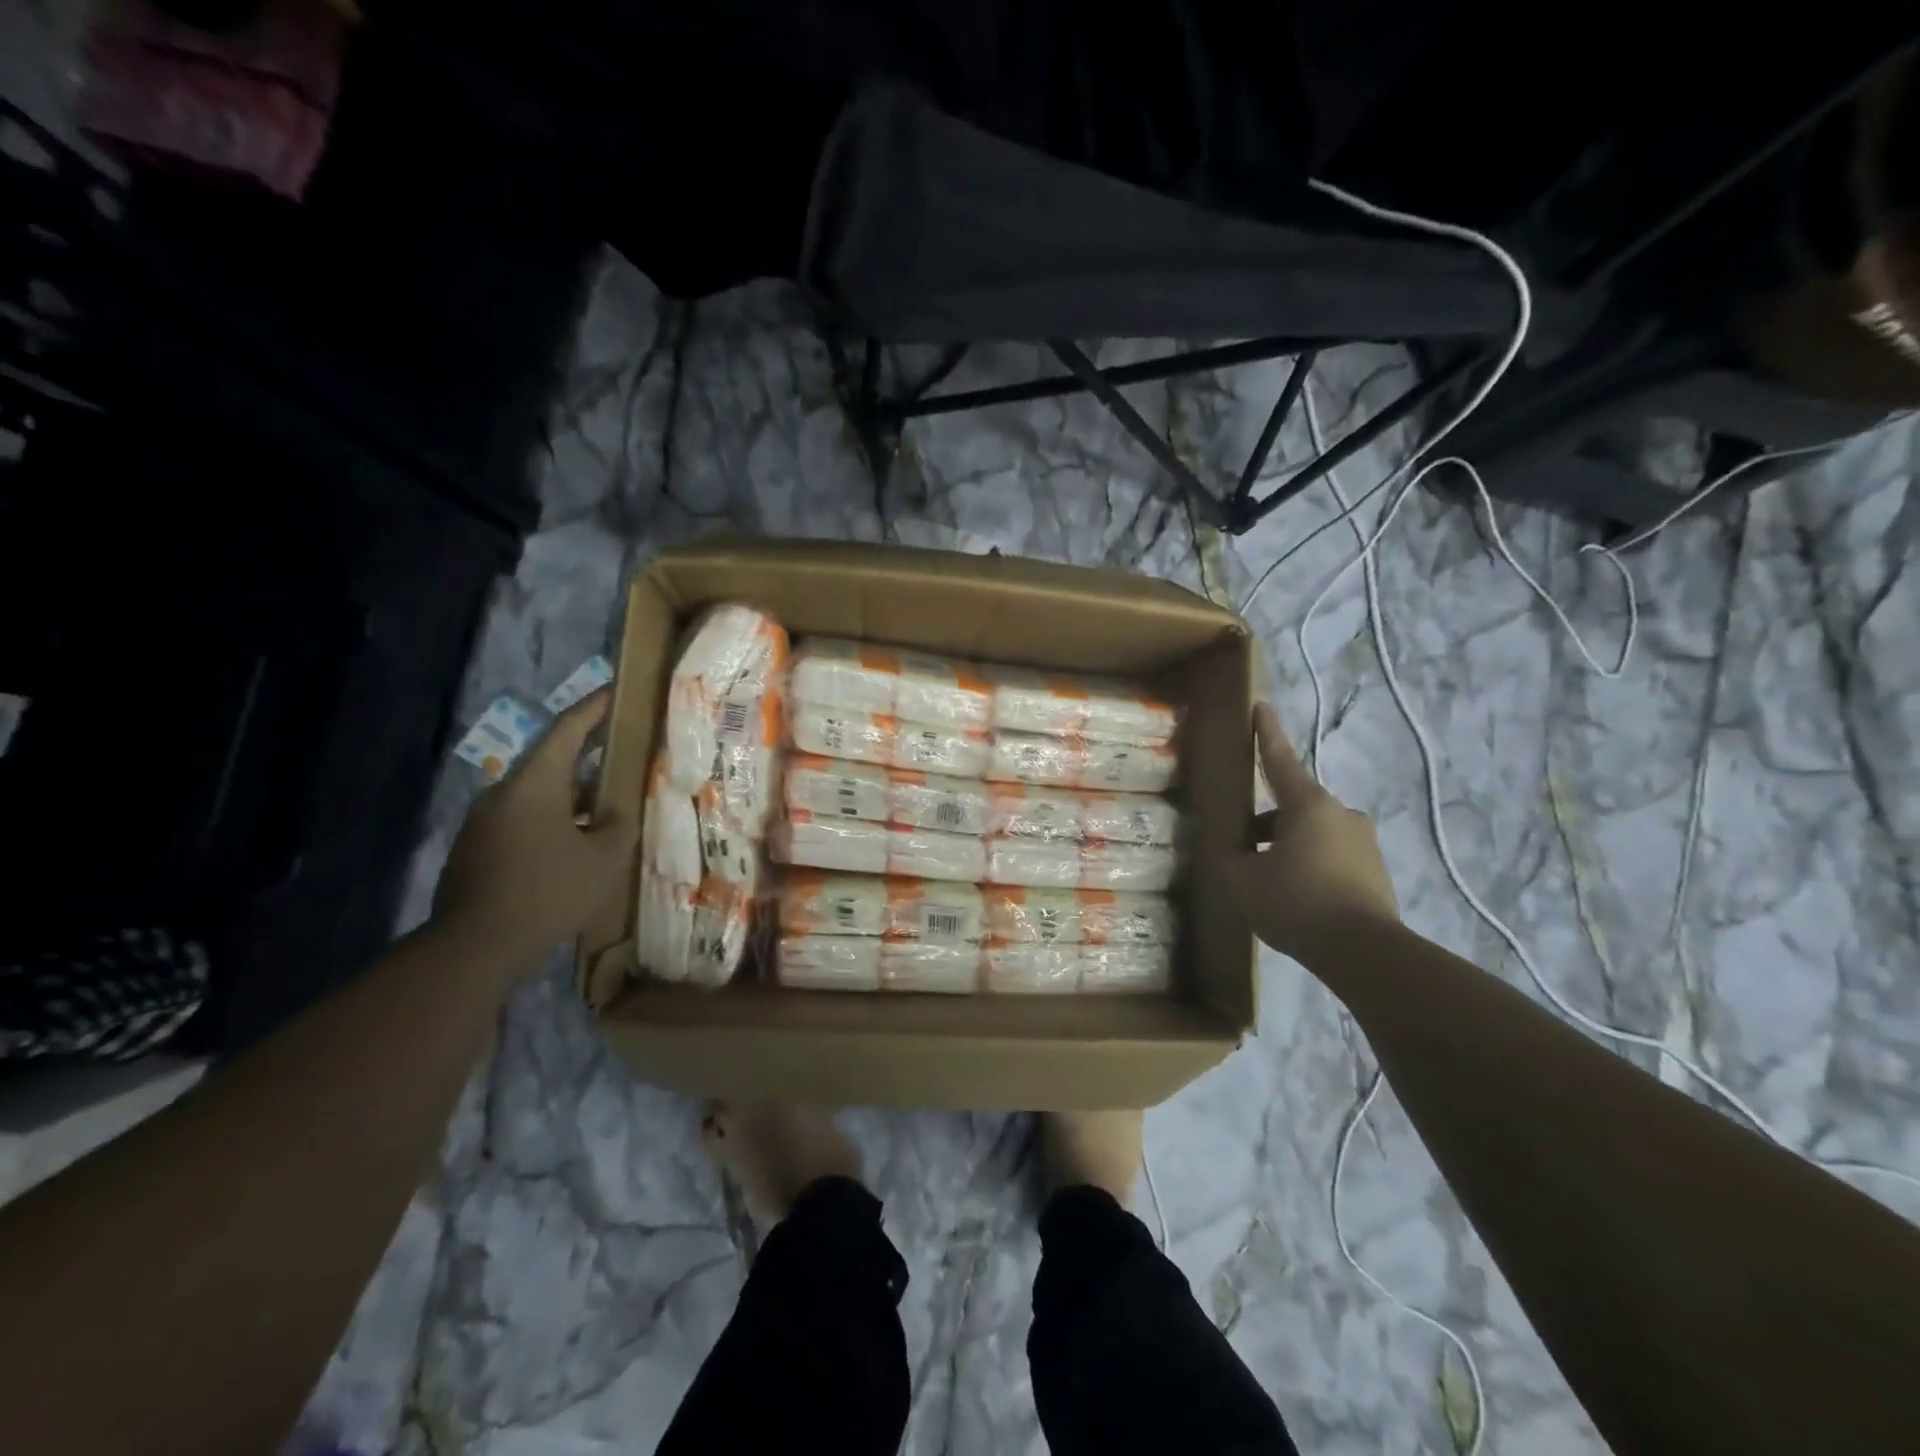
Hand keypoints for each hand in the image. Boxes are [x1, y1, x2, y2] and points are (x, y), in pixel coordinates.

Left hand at [433, 690, 636, 960]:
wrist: (474, 948)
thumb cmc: (548, 892)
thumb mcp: (604, 858)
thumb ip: (618, 825)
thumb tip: (615, 813)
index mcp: (534, 784)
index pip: (567, 730)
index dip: (593, 708)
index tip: (614, 691)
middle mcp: (503, 793)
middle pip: (551, 762)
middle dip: (587, 757)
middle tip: (621, 752)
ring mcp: (484, 823)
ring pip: (537, 795)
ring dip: (572, 796)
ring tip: (606, 807)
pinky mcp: (476, 850)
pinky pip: (523, 821)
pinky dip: (553, 821)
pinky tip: (575, 845)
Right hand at [1226, 702, 1399, 960]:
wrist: (1365, 952)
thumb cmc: (1297, 902)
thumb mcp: (1244, 881)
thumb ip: (1231, 860)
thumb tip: (1232, 853)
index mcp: (1308, 805)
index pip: (1280, 760)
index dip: (1267, 733)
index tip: (1262, 706)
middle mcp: (1341, 815)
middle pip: (1293, 807)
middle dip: (1265, 823)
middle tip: (1241, 848)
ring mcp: (1363, 844)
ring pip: (1312, 835)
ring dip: (1286, 848)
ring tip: (1264, 881)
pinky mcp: (1375, 873)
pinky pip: (1331, 859)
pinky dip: (1309, 869)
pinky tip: (1293, 899)